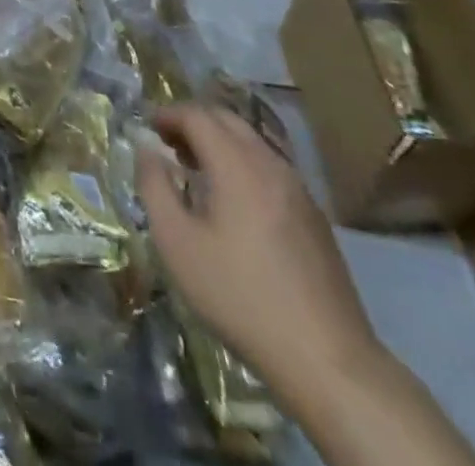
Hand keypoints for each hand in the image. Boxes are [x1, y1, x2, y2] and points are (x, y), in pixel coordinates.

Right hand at [137, 103, 382, 402]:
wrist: (328, 360)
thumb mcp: (177, 243)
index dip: (167, 114)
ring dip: (219, 141)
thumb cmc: (240, 296)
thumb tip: (146, 149)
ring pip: (252, 143)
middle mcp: (271, 165)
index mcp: (237, 165)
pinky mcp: (314, 217)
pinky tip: (233, 200)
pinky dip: (242, 163)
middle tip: (167, 143)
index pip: (197, 115)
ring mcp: (299, 190)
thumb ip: (155, 185)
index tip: (146, 128)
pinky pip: (270, 168)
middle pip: (227, 120)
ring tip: (195, 169)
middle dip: (193, 121)